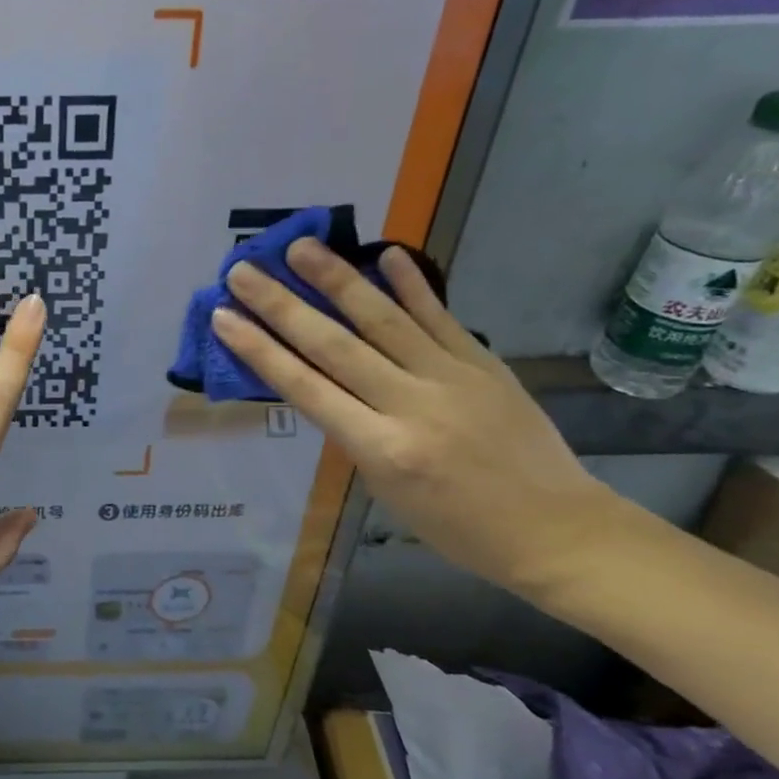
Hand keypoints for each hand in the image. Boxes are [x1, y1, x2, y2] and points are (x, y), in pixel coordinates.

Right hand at [212, 241, 618, 594]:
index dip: (259, 350)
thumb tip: (326, 384)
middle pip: (335, 346)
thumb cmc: (457, 527)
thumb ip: (354, 433)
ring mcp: (452, 378)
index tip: (224, 317)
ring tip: (301, 247)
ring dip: (337, 280)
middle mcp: (411, 405)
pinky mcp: (484, 364)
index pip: (305, 388)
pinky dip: (412, 285)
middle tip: (244, 270)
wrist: (555, 530)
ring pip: (383, 320)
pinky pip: (441, 318)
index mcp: (381, 448)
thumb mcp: (386, 490)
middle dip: (282, 305)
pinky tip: (386, 254)